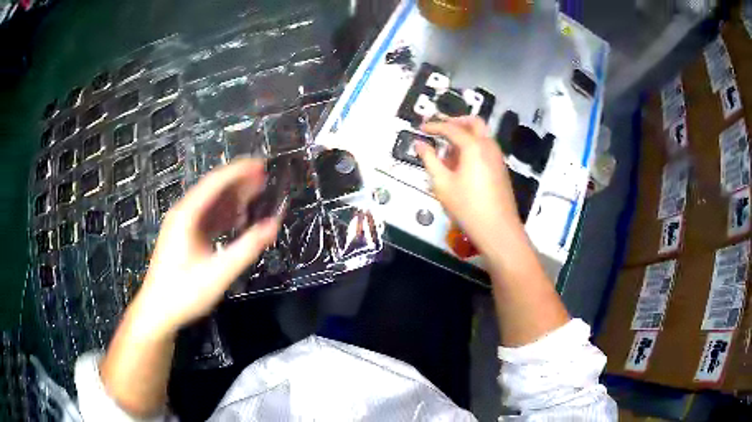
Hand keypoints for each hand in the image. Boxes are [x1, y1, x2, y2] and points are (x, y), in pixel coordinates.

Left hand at [133, 158, 280, 336]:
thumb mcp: (219, 273)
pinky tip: (238, 218)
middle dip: (238, 181)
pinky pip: (207, 218)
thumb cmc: (185, 292)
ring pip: (210, 203)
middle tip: (264, 177)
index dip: (239, 171)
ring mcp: (182, 225)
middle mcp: (183, 213)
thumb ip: (247, 248)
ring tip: (257, 193)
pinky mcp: (184, 237)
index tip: (261, 164)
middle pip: (213, 189)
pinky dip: (224, 215)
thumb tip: (274, 225)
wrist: (158, 312)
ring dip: (233, 197)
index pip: (215, 182)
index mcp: (187, 215)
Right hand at [416, 117, 520, 252]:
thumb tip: (419, 143)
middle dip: (455, 121)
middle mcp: (488, 146)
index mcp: (474, 146)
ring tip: (447, 151)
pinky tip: (461, 165)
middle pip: (474, 122)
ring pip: (481, 135)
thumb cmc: (467, 207)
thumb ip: (429, 159)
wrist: (498, 229)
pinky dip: (473, 146)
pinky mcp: (500, 169)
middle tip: (440, 129)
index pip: (451, 128)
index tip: (421, 128)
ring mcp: (497, 157)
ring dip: (465, 135)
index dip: (434, 126)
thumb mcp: (442, 183)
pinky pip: (486, 148)